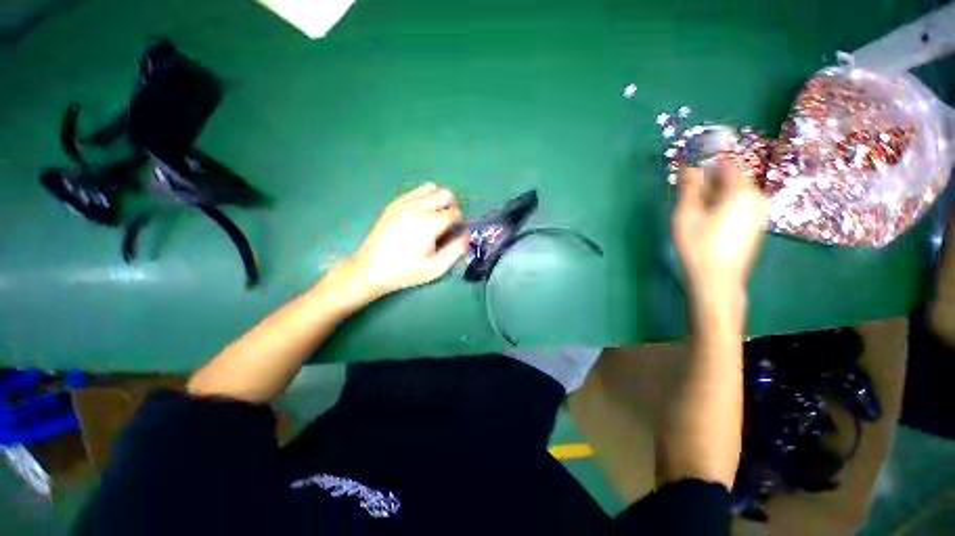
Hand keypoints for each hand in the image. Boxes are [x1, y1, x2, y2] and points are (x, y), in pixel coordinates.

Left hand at [325, 183, 469, 306]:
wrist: (370, 269)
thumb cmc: (405, 272)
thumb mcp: (435, 268)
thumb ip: (456, 250)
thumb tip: (467, 235)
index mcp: (429, 224)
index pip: (455, 212)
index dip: (459, 222)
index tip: (454, 233)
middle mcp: (418, 207)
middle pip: (445, 194)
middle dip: (452, 207)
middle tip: (447, 224)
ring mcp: (403, 203)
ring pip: (431, 188)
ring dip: (439, 200)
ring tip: (434, 218)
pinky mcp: (394, 203)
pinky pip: (416, 191)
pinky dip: (425, 198)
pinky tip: (420, 215)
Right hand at [673, 163, 766, 317]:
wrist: (718, 279)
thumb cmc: (699, 246)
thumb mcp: (687, 215)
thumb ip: (690, 188)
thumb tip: (690, 167)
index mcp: (741, 192)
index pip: (728, 164)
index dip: (708, 162)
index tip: (691, 166)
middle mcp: (756, 199)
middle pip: (733, 178)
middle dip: (711, 180)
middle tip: (689, 190)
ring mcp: (758, 213)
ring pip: (736, 193)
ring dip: (716, 193)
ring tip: (696, 207)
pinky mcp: (755, 226)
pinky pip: (740, 205)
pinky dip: (724, 204)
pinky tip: (708, 219)